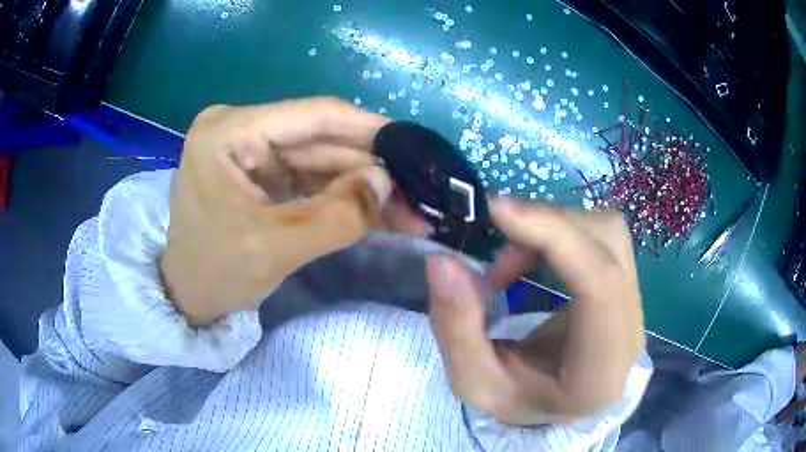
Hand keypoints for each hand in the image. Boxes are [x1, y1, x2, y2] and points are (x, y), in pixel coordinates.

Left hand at [161, 97, 427, 325]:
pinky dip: (342, 195)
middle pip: (319, 139)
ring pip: (320, 159)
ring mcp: (250, 148)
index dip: (368, 129)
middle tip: (417, 191)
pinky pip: (310, 176)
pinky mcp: (261, 170)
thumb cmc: (216, 273)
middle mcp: (240, 128)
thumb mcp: (276, 249)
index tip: (414, 145)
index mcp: (228, 132)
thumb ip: (337, 217)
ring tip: (406, 209)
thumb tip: (386, 183)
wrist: (189, 295)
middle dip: (369, 169)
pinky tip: (376, 211)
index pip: (311, 116)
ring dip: (361, 185)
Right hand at [426, 198, 643, 423]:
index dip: (557, 236)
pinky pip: (601, 237)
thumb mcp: (473, 381)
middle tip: (496, 243)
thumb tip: (442, 260)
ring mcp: (636, 305)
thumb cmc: (520, 400)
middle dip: (547, 228)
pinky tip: (530, 257)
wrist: (557, 403)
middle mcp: (632, 332)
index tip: (499, 210)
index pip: (600, 286)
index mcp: (601, 371)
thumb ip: (455, 327)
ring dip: (552, 229)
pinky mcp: (627, 287)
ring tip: (509, 261)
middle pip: (609, 244)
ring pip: (607, 232)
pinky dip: (560, 233)